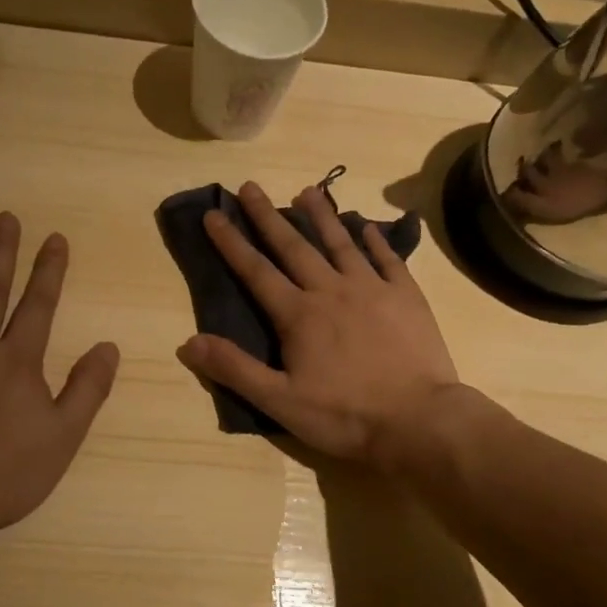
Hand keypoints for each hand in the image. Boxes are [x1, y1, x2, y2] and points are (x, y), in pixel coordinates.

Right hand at [175, 181, 462, 467]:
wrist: (418, 420)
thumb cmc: (344, 415)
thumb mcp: (279, 400)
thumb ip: (234, 368)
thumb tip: (188, 342)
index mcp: (298, 315)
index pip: (255, 271)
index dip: (231, 242)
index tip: (214, 213)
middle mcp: (331, 290)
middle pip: (294, 246)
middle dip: (268, 216)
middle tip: (250, 186)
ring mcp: (372, 289)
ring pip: (341, 243)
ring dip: (321, 216)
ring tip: (306, 191)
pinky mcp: (406, 297)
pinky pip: (388, 259)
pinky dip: (376, 241)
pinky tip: (368, 227)